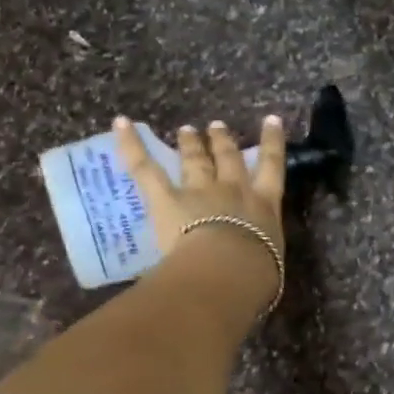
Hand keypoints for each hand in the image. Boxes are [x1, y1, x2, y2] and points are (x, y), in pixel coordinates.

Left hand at [113, 115, 286, 315]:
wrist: (227, 270)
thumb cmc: (256, 274)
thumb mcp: (270, 264)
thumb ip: (263, 258)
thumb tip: (258, 269)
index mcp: (264, 205)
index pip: (272, 165)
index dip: (272, 141)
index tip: (271, 120)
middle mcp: (234, 189)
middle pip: (228, 158)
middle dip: (223, 141)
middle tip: (217, 126)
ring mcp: (199, 191)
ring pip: (195, 160)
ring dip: (191, 143)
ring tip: (186, 130)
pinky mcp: (165, 198)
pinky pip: (146, 168)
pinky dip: (130, 145)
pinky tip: (121, 124)